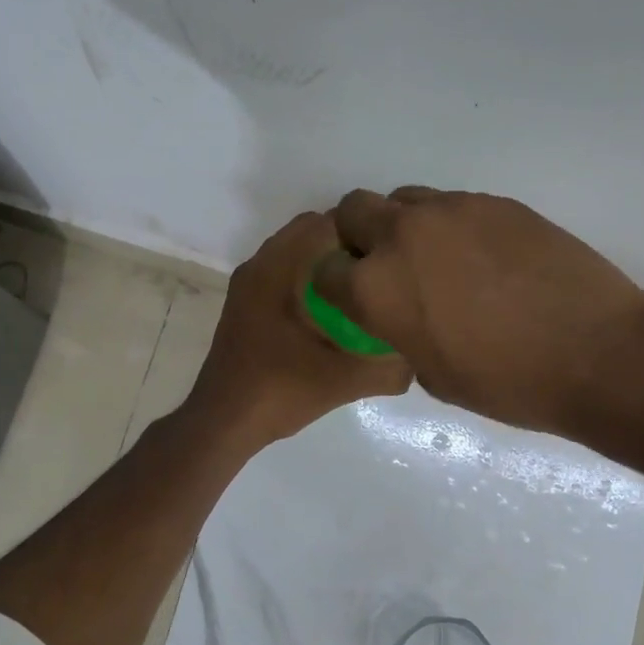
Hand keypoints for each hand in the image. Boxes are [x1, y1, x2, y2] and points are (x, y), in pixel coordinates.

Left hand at [187, 211, 412, 449]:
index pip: (326, 223)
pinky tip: (331, 315)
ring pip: (296, 255)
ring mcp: (248, 285)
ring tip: (361, 293)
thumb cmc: (281, 390)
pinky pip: (283, 274)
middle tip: (381, 275)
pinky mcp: (245, 305)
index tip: (391, 258)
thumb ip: (388, 367)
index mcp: (277, 269)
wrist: (224, 422)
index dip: (364, 234)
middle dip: (348, 248)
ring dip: (327, 265)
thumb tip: (419, 356)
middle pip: (311, 233)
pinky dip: (308, 280)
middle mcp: (259, 266)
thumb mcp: (345, 380)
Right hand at [314, 188, 643, 436]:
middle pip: (353, 210)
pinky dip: (453, 228)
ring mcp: (452, 211)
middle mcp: (403, 236)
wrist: (596, 351)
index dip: (334, 286)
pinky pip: (453, 206)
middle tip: (390, 268)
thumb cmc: (509, 383)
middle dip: (358, 237)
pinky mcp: (495, 202)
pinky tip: (486, 260)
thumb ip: (401, 334)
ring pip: (405, 200)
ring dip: (406, 227)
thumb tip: (405, 316)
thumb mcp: (434, 375)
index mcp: (377, 288)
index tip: (354, 300)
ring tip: (441, 262)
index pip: (325, 270)